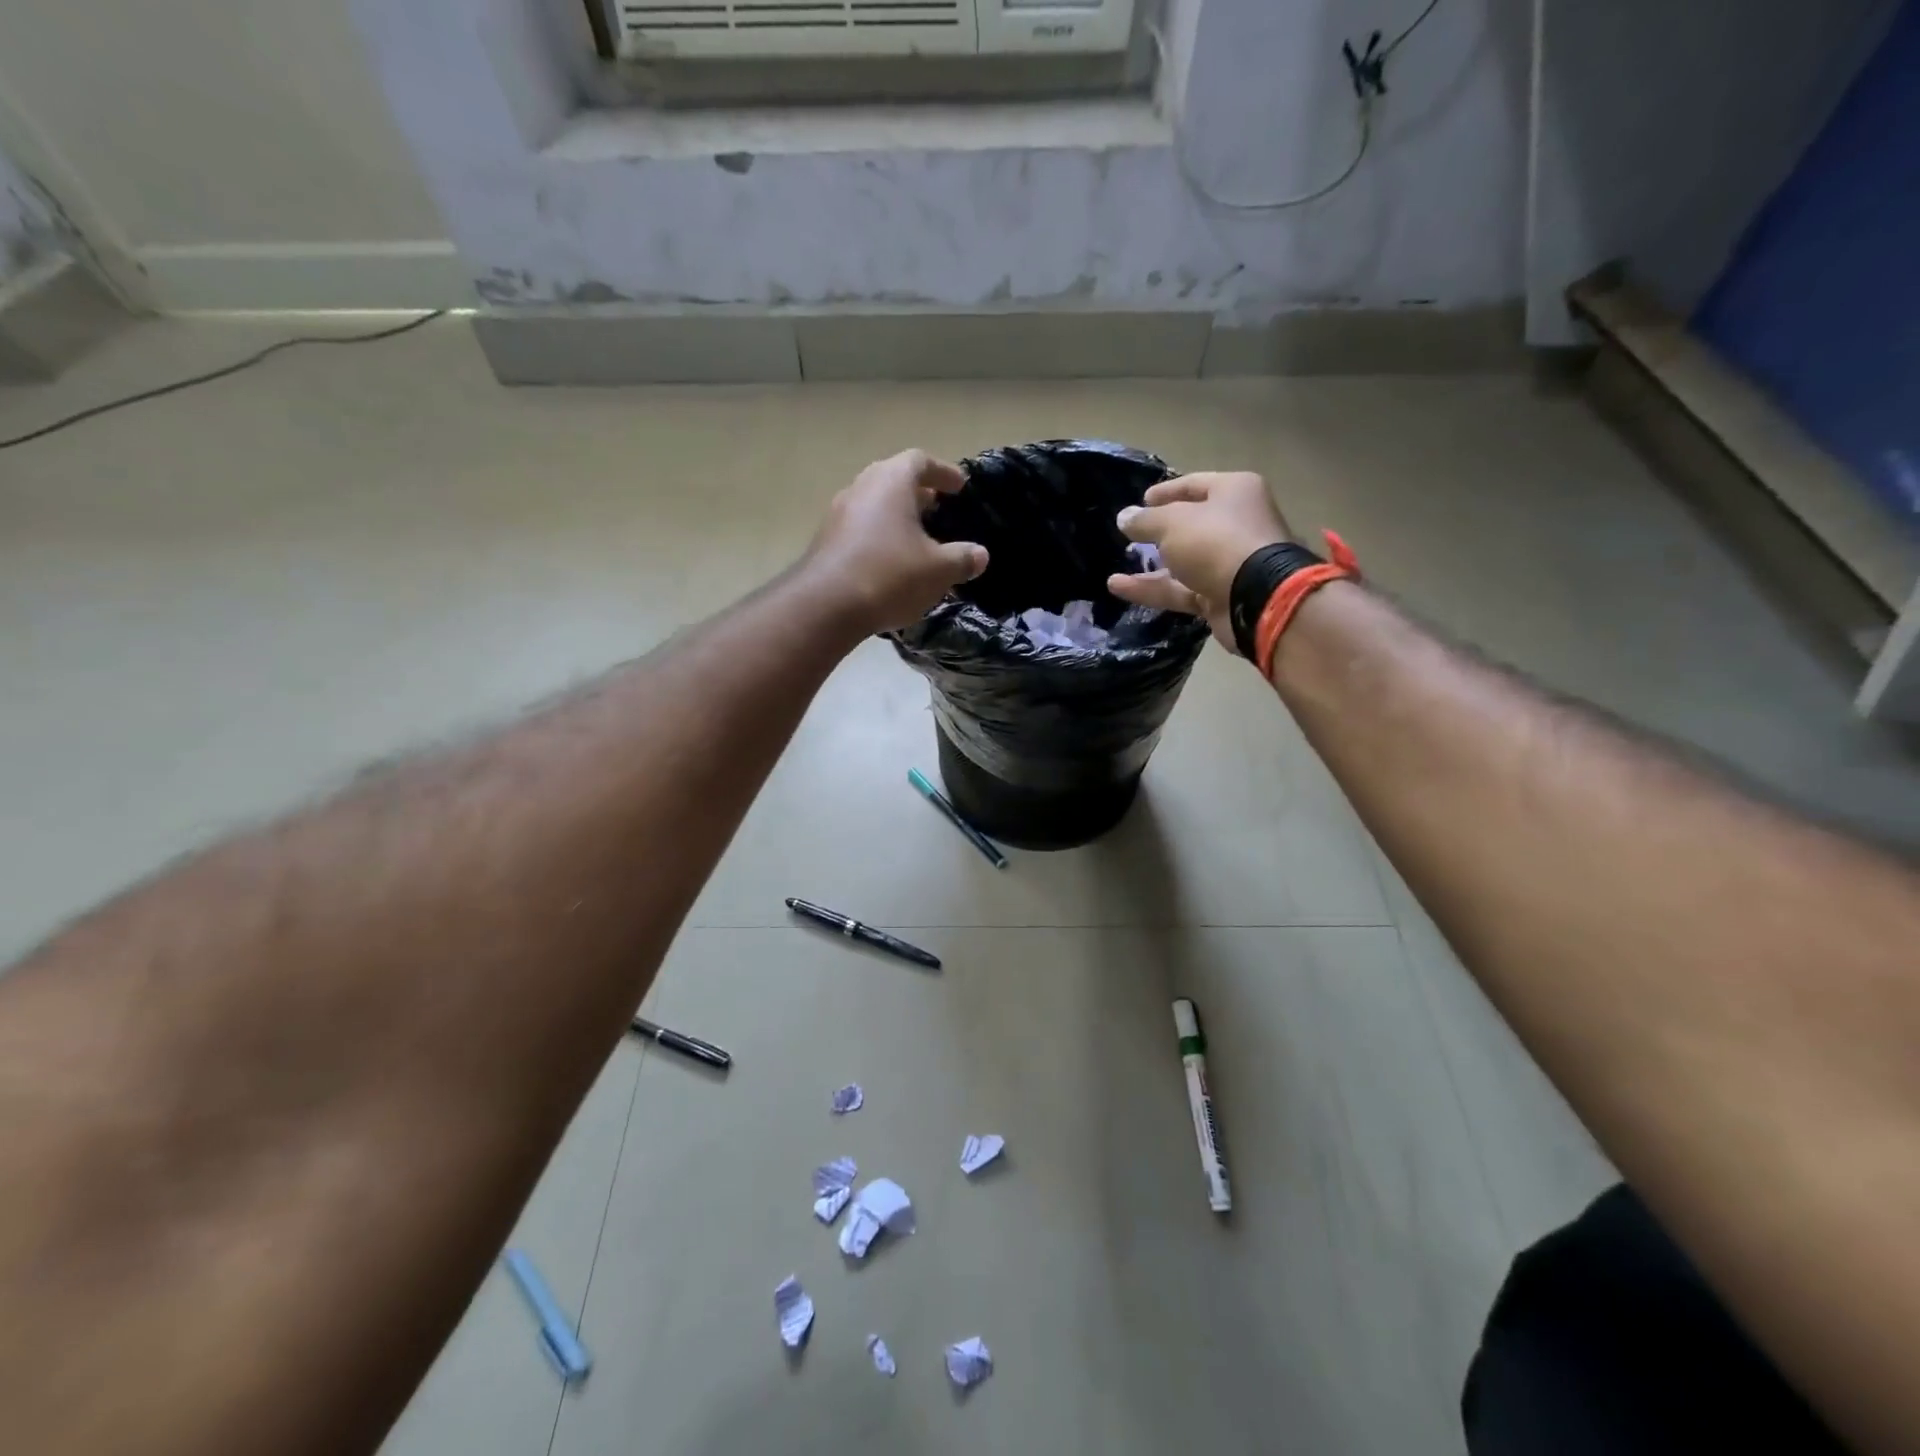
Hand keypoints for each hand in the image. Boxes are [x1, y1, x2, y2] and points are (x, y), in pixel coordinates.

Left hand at [800, 450, 988, 635]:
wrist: (826, 606)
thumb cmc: (890, 575)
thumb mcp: (939, 570)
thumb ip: (963, 559)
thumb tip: (980, 555)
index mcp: (891, 481)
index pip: (921, 461)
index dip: (943, 472)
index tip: (959, 487)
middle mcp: (862, 487)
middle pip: (894, 481)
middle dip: (919, 495)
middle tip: (939, 511)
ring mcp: (839, 514)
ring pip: (875, 506)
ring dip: (897, 518)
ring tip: (918, 540)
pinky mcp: (826, 541)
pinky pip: (861, 530)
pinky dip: (880, 538)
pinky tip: (893, 564)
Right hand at [1106, 472, 1291, 651]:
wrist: (1256, 597)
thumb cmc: (1216, 542)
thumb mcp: (1172, 523)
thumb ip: (1145, 520)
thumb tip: (1124, 517)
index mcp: (1234, 492)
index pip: (1194, 485)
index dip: (1165, 492)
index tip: (1140, 500)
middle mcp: (1235, 524)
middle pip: (1191, 525)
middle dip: (1158, 532)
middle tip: (1130, 536)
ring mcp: (1229, 563)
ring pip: (1184, 561)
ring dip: (1150, 565)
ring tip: (1117, 567)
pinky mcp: (1219, 596)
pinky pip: (1180, 588)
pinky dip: (1152, 588)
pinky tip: (1117, 586)